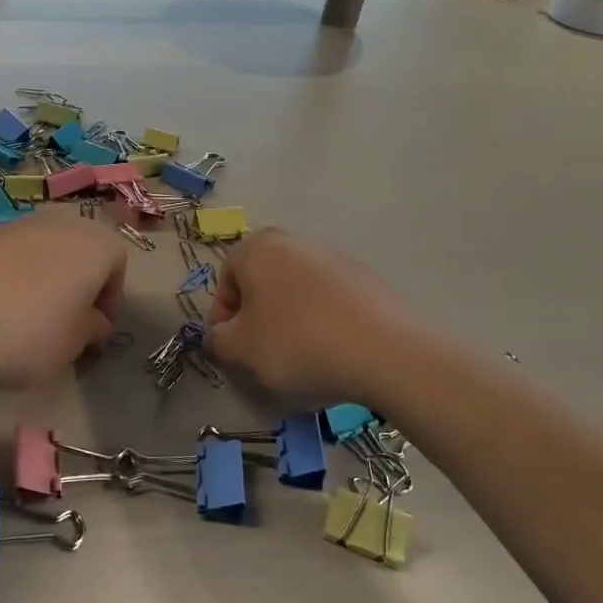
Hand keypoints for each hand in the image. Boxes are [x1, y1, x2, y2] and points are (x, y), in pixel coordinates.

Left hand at [0, 210, 125, 387]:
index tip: (94, 332)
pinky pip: (11, 254)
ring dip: (44, 278)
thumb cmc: (24, 335)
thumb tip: (93, 321)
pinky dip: (11, 275)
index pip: (117, 268)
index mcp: (95, 245)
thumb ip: (91, 330)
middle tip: (64, 322)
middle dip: (78, 283)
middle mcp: (61, 223)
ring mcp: (18, 223)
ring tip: (25, 317)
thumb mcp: (71, 347)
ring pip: (45, 250)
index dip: (109, 302)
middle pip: (81, 251)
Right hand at [204, 229, 408, 406]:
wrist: (385, 351)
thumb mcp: (240, 350)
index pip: (225, 284)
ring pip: (295, 295)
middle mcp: (294, 241)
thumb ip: (216, 341)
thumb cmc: (297, 343)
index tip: (234, 353)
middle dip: (258, 321)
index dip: (223, 322)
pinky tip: (333, 355)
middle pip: (262, 286)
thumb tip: (220, 336)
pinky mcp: (366, 279)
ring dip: (290, 324)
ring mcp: (334, 257)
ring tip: (302, 361)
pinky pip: (329, 303)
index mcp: (257, 247)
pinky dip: (323, 326)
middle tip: (264, 358)